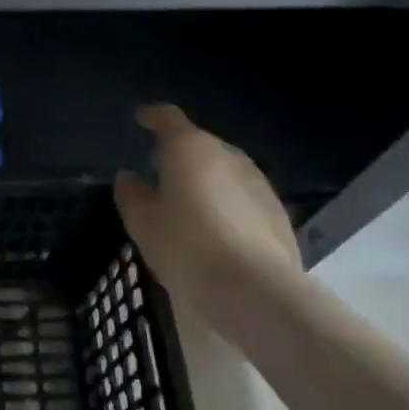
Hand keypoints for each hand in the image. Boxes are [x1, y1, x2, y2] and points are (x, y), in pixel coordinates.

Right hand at [115, 104, 298, 306]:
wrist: (258, 293)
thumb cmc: (188, 248)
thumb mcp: (143, 223)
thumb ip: (131, 194)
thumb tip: (130, 177)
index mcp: (189, 148)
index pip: (168, 117)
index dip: (152, 116)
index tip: (141, 120)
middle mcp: (227, 154)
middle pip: (198, 144)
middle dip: (180, 154)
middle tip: (162, 176)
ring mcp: (258, 182)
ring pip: (224, 171)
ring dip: (206, 180)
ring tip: (191, 207)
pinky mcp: (278, 212)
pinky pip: (243, 197)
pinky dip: (228, 204)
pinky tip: (220, 232)